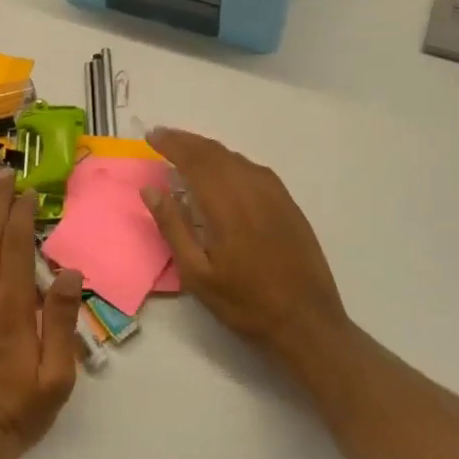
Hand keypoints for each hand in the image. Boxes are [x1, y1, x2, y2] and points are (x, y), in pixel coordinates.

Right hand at [142, 128, 351, 372]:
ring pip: (235, 158)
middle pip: (215, 153)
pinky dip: (231, 160)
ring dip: (208, 149)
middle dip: (186, 141)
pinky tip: (224, 169)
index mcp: (227, 205)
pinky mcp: (288, 204)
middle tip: (162, 136)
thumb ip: (173, 227)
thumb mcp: (198, 275)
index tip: (151, 136)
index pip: (194, 161)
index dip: (172, 144)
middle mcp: (252, 190)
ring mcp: (274, 195)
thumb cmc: (246, 303)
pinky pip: (254, 168)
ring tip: (186, 150)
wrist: (308, 323)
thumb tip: (151, 190)